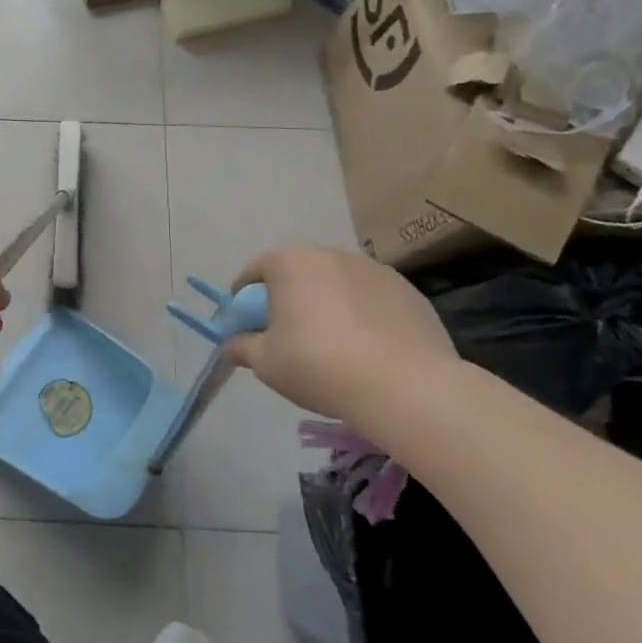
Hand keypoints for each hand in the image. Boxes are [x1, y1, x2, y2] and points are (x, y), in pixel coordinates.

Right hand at [223, 245, 454, 430]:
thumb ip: (241, 347)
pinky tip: (367, 351)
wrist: (405, 387)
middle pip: (297, 275)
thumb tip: (231, 345)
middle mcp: (331, 255)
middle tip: (286, 337)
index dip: (243, 301)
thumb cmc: (318, 365)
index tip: (245, 327)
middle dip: (287, 300)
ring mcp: (375, 271)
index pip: (253, 273)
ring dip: (327, 306)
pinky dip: (363, 317)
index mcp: (290, 262)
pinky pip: (372, 302)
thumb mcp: (265, 362)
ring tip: (332, 347)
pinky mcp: (410, 293)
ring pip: (337, 286)